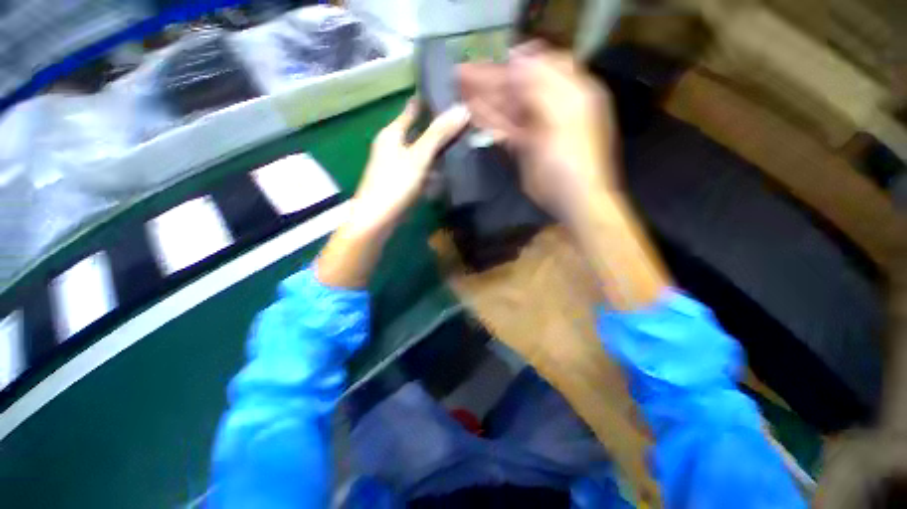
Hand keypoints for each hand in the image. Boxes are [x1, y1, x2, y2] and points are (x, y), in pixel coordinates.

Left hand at [350, 98, 469, 229]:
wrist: (377, 219)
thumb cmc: (395, 183)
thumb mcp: (418, 156)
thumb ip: (438, 134)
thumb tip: (462, 108)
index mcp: (392, 133)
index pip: (413, 109)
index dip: (429, 101)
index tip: (451, 96)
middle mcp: (393, 146)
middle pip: (420, 132)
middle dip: (439, 129)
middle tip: (464, 124)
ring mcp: (398, 165)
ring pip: (422, 152)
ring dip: (438, 151)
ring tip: (462, 146)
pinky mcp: (403, 182)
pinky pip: (421, 170)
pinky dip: (433, 170)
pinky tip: (447, 172)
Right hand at [459, 42, 616, 219]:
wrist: (573, 199)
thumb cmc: (571, 159)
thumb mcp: (563, 118)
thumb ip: (540, 87)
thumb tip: (517, 59)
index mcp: (569, 93)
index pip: (542, 65)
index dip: (517, 60)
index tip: (493, 59)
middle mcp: (553, 106)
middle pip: (519, 86)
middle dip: (492, 79)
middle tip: (463, 74)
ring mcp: (538, 128)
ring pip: (509, 108)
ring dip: (486, 100)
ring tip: (461, 90)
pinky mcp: (526, 147)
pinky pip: (506, 129)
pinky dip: (490, 122)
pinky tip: (473, 114)